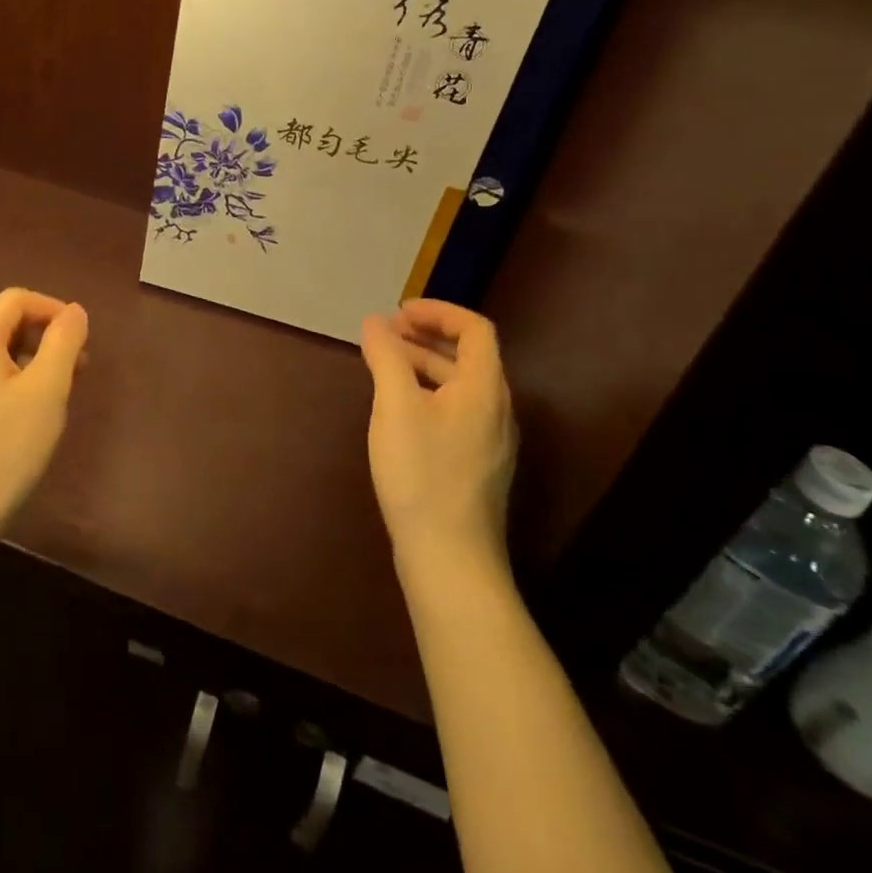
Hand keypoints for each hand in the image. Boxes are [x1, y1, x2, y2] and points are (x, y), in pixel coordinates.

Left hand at [0, 288, 89, 548]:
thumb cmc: (4, 450)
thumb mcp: (47, 391)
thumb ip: (64, 342)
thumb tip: (74, 312)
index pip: (17, 299)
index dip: (54, 310)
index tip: (82, 339)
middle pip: (3, 323)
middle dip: (44, 337)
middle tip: (78, 369)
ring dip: (29, 360)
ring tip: (58, 394)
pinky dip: (9, 379)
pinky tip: (26, 414)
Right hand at [360, 299, 517, 583]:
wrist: (450, 560)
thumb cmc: (422, 474)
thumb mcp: (396, 407)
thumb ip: (386, 357)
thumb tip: (375, 323)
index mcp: (485, 388)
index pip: (474, 329)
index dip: (438, 312)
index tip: (399, 312)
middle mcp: (496, 409)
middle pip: (468, 356)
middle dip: (425, 336)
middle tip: (384, 333)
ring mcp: (490, 441)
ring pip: (459, 386)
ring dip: (423, 364)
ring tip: (383, 364)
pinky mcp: (476, 465)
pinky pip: (455, 411)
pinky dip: (427, 393)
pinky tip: (398, 409)